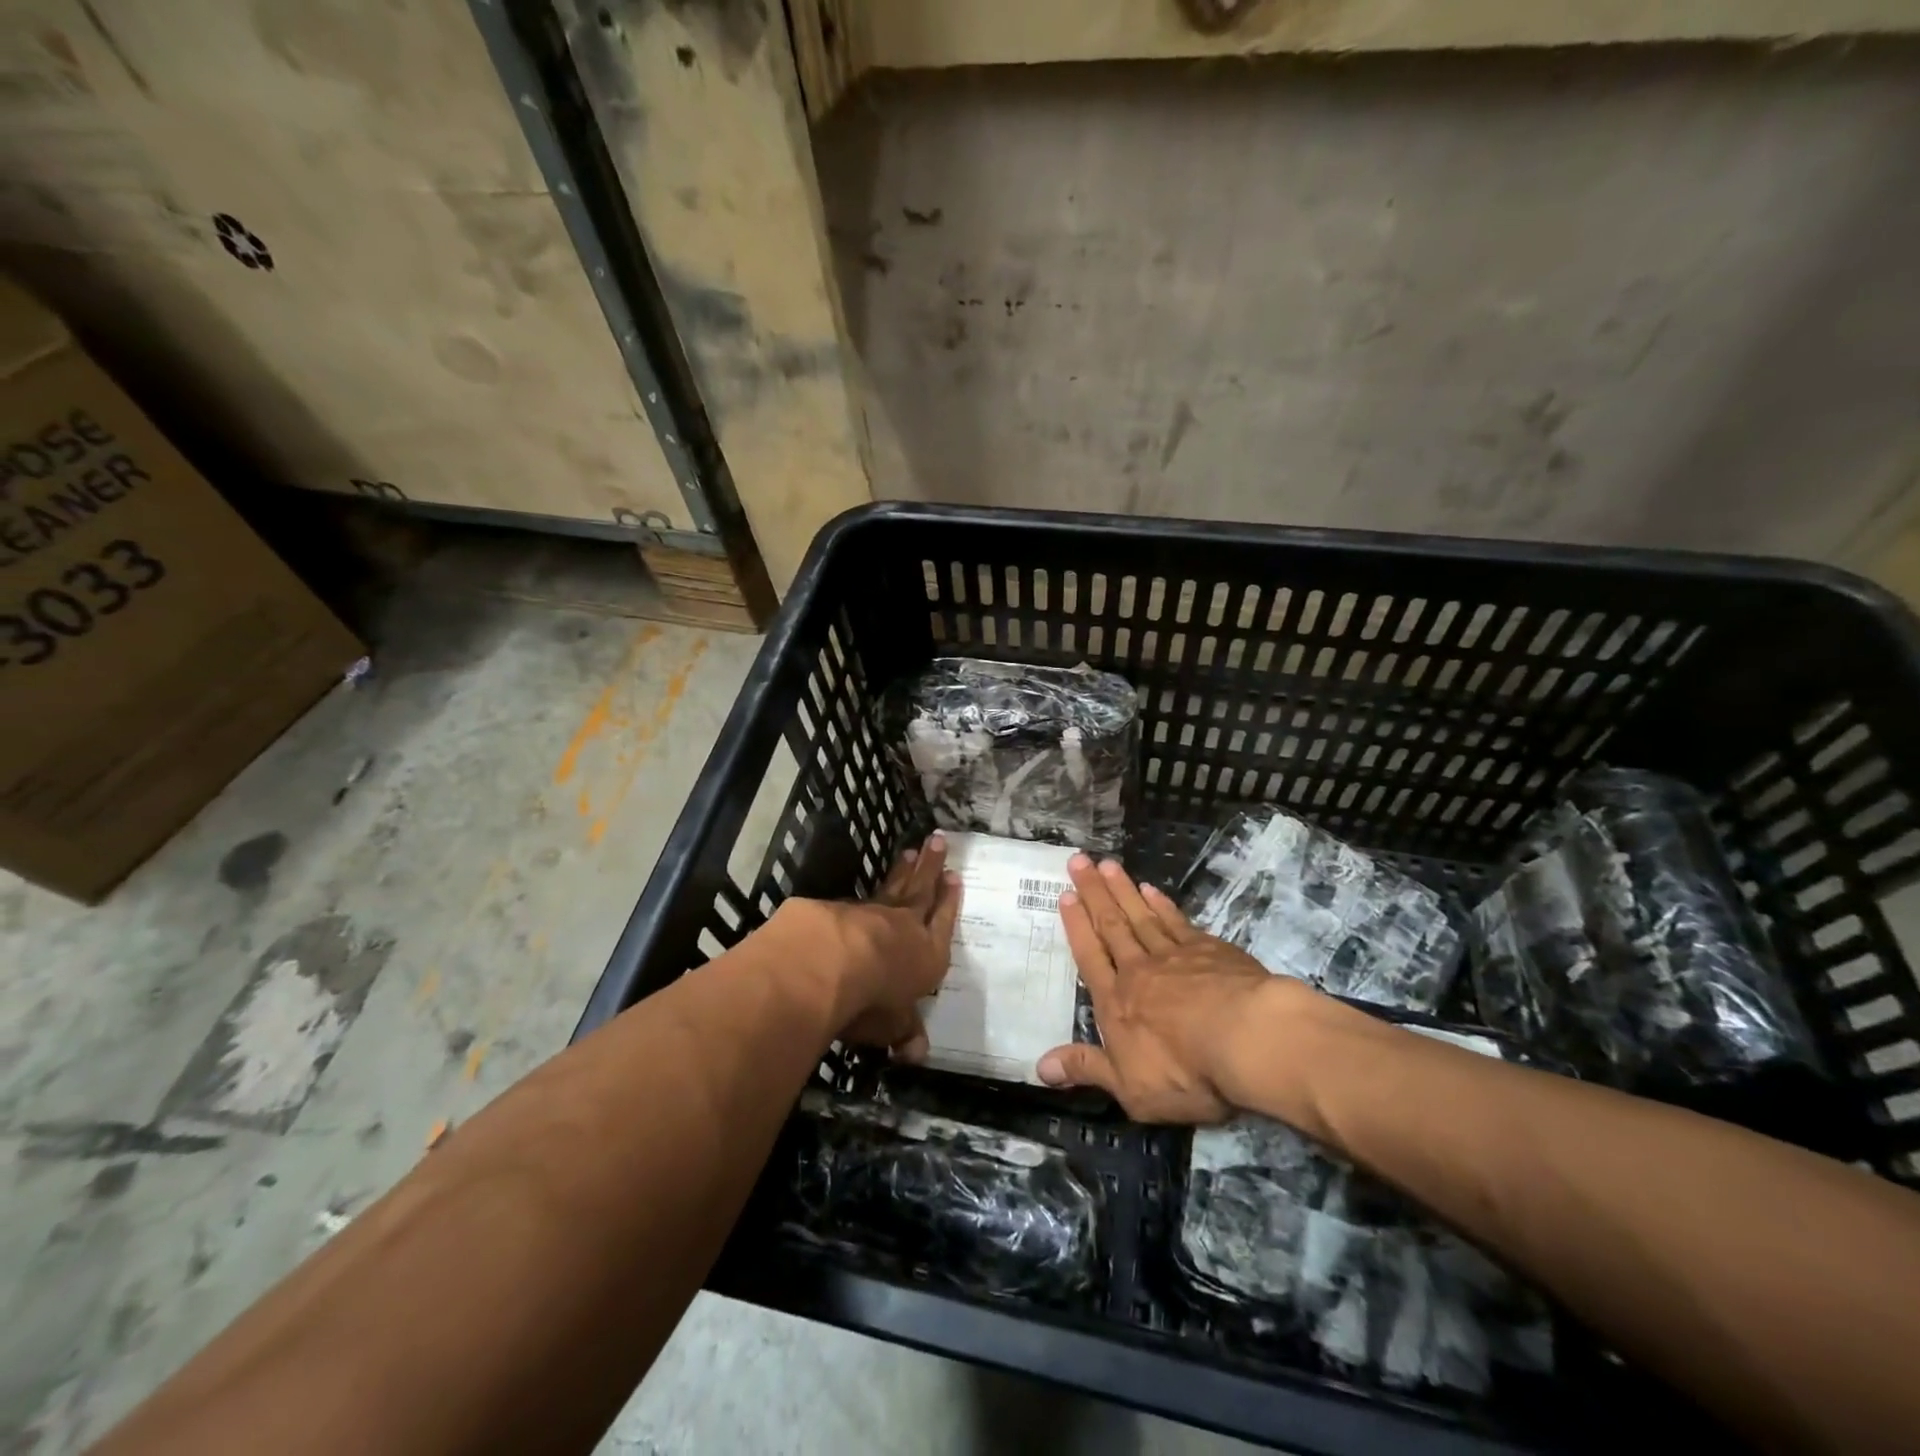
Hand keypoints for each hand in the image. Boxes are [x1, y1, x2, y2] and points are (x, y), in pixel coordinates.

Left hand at [775, 832, 960, 1062]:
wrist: (828, 964)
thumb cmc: (871, 1000)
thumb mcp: (891, 1026)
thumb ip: (903, 1034)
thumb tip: (916, 1054)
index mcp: (927, 956)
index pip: (943, 923)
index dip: (949, 902)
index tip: (954, 877)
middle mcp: (904, 928)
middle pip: (921, 891)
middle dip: (931, 867)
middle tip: (937, 840)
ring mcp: (872, 914)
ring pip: (893, 887)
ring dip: (902, 871)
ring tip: (909, 852)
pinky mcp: (839, 910)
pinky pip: (857, 900)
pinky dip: (864, 895)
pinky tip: (861, 893)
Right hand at [1037, 854, 1281, 1121]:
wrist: (1248, 1041)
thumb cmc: (1185, 1072)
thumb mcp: (1129, 1087)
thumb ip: (1086, 1068)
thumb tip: (1039, 1066)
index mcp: (1116, 1001)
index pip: (1089, 956)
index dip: (1076, 926)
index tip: (1066, 895)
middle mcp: (1139, 970)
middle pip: (1111, 925)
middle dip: (1093, 892)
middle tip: (1079, 860)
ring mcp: (1176, 955)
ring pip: (1141, 915)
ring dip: (1122, 889)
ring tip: (1107, 864)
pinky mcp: (1211, 950)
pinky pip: (1178, 921)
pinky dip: (1162, 904)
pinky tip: (1152, 890)